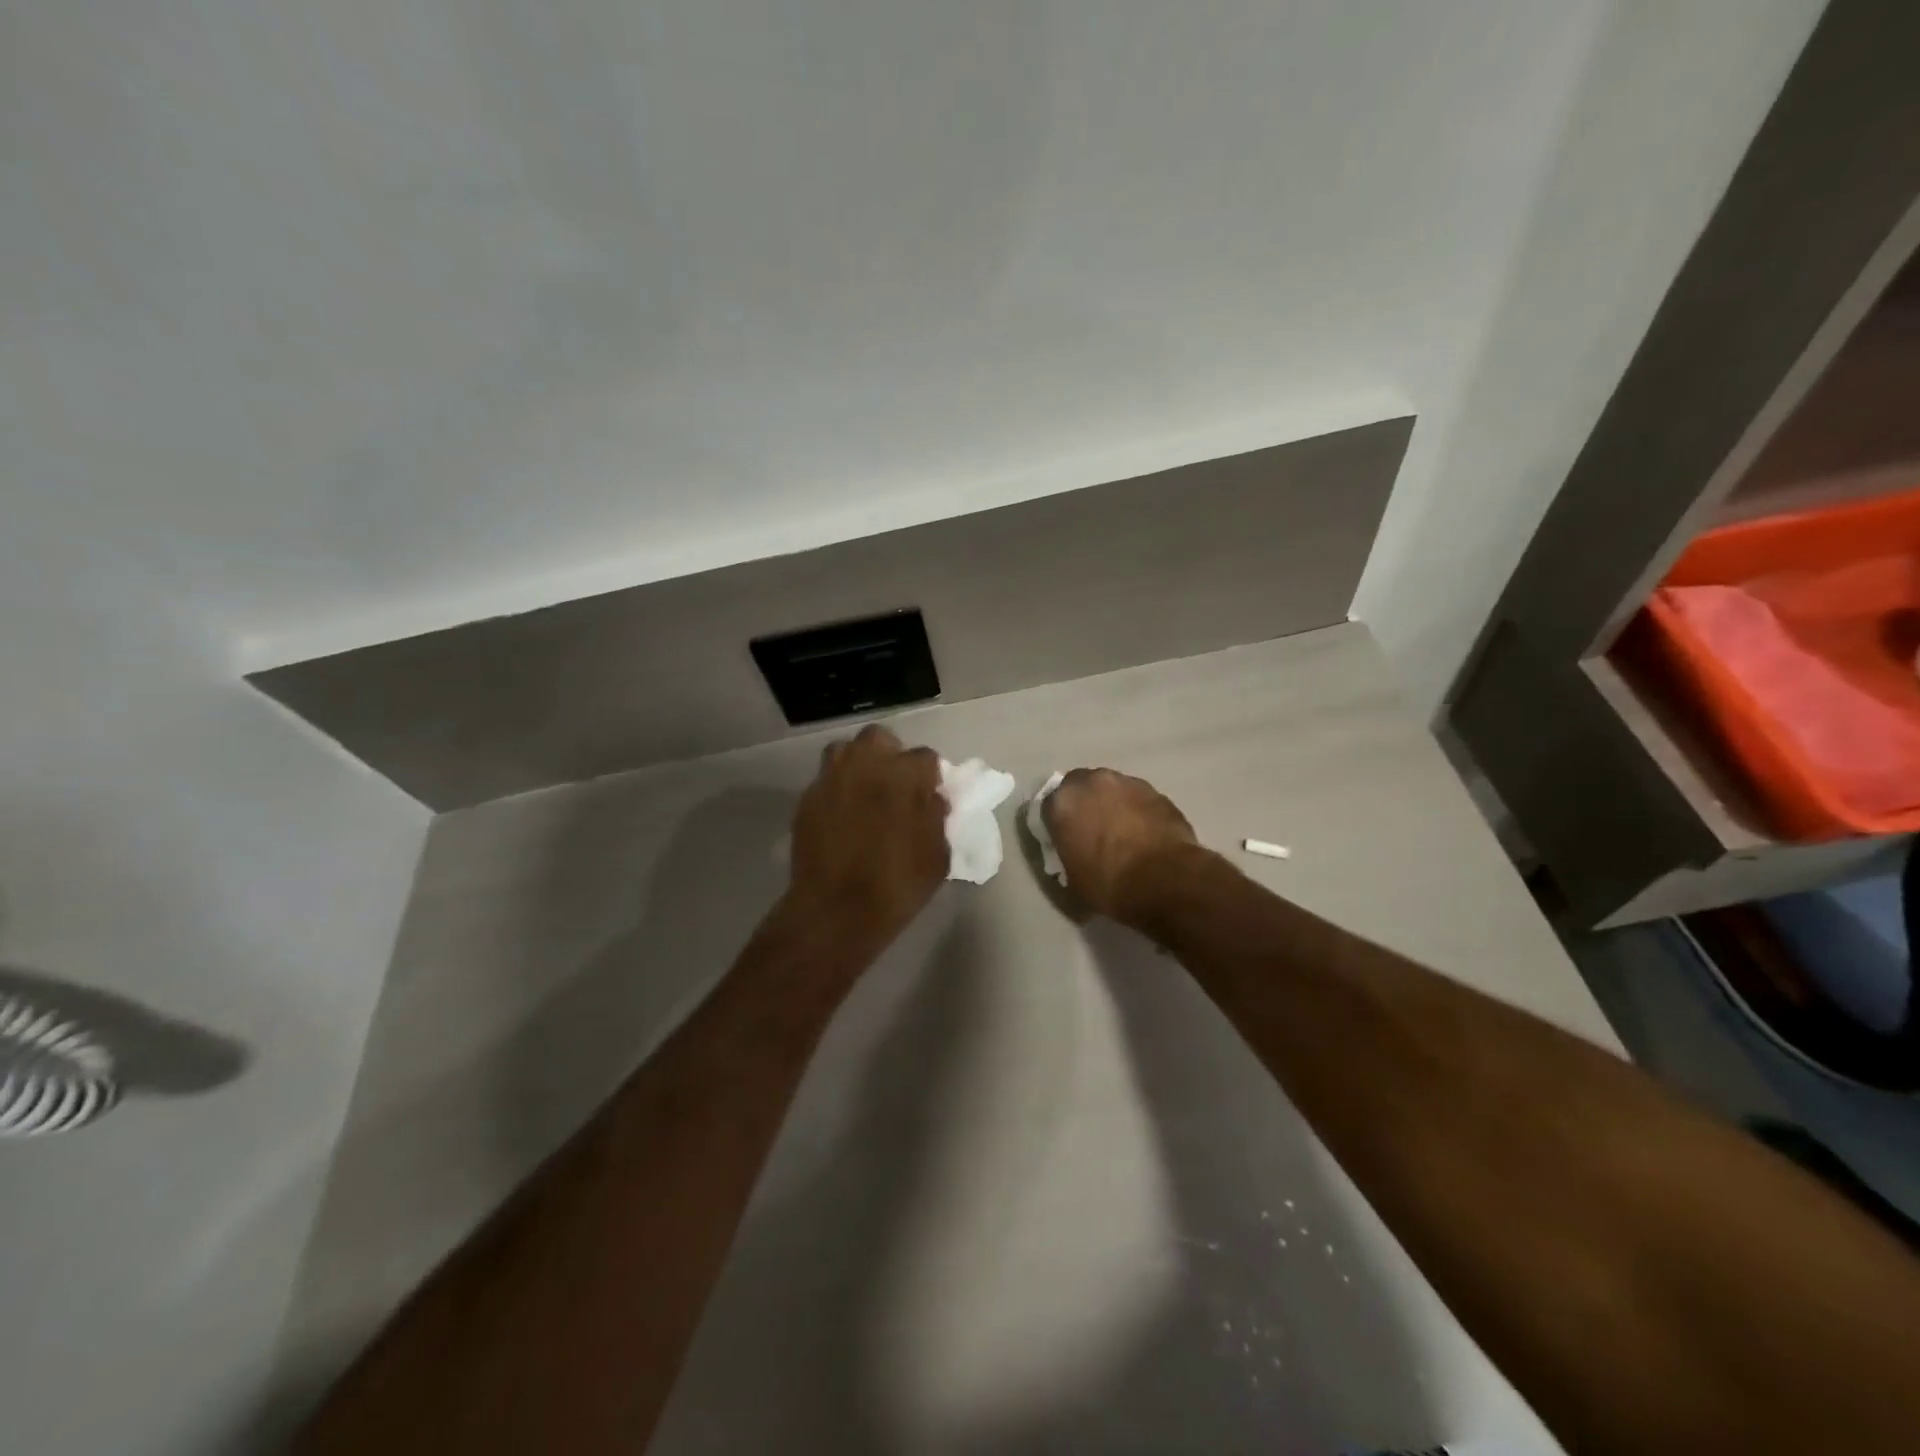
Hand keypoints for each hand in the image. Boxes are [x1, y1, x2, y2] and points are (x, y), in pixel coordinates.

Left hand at [787, 724, 947, 942]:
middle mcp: (865, 765)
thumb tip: (932, 799)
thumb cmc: (897, 884)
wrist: (836, 910)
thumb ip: (937, 817)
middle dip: (889, 754)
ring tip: (865, 793)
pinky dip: (837, 791)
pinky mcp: (806, 800)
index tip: (929, 795)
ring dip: (858, 765)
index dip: (929, 776)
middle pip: (879, 739)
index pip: (926, 758)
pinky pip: (826, 782)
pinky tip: (842, 816)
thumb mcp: (937, 855)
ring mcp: (831, 779)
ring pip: (845, 752)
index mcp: (903, 775)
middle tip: (895, 784)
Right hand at [1042, 767, 1199, 925]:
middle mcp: (1092, 782)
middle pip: (1080, 786)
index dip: (1056, 822)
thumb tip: (1074, 847)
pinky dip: (1136, 811)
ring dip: (1111, 804)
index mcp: (1064, 802)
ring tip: (1121, 832)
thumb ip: (1067, 851)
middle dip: (1083, 803)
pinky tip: (1144, 834)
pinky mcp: (1157, 792)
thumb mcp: (1073, 877)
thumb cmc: (1110, 884)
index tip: (1063, 838)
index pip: (1048, 804)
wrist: (1166, 880)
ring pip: (1111, 789)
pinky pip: (1137, 798)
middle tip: (1090, 829)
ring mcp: (1128, 783)